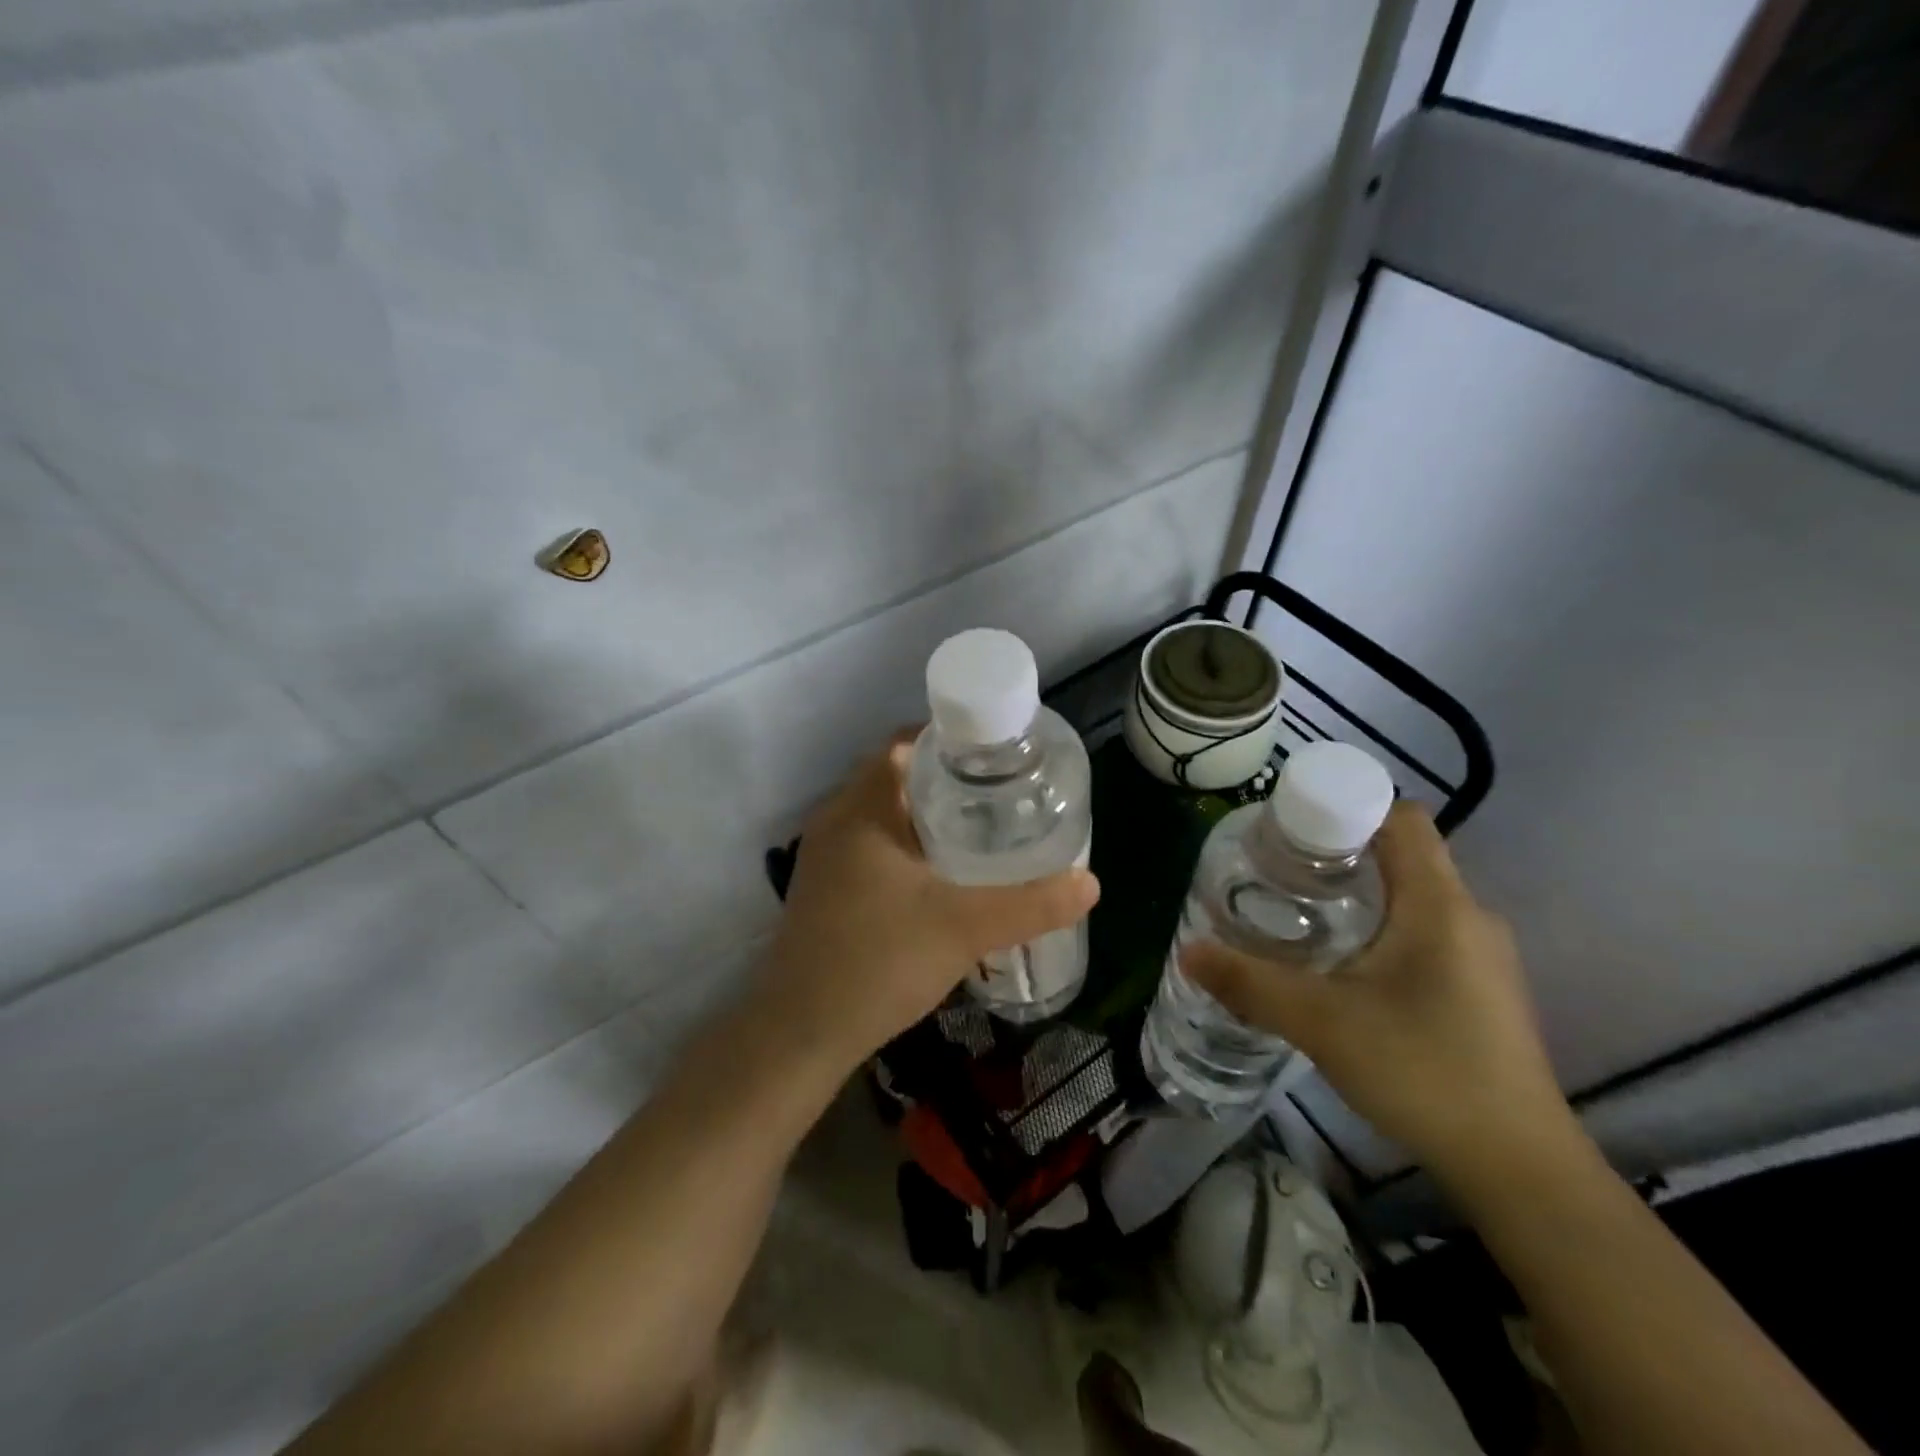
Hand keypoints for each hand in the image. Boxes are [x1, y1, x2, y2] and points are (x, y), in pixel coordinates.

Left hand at [761, 731, 1099, 1070]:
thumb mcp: (965, 928)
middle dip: (950, 782)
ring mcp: (825, 856)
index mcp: (862, 806)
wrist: (799, 1034)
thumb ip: (1030, 904)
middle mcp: (837, 819)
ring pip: (885, 816)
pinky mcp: (825, 889)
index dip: (953, 741)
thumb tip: (1089, 883)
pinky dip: (908, 848)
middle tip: (1003, 796)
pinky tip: (943, 879)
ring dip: (928, 818)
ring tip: (984, 832)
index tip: (999, 758)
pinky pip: (873, 847)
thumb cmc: (878, 961)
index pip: (906, 743)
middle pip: (899, 777)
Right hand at [1184, 803, 1571, 1184]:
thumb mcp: (1321, 1023)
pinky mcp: (1480, 990)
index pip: (1401, 818)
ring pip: (1411, 897)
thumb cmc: (1423, 1071)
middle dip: (1338, 854)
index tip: (1290, 830)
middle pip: (1401, 855)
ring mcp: (1481, 956)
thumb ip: (1249, 983)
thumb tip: (1189, 952)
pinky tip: (1342, 967)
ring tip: (1298, 915)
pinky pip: (1424, 932)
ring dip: (1358, 895)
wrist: (1519, 1169)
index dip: (1345, 808)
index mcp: (1439, 904)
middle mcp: (1468, 917)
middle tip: (1278, 874)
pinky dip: (1380, 929)